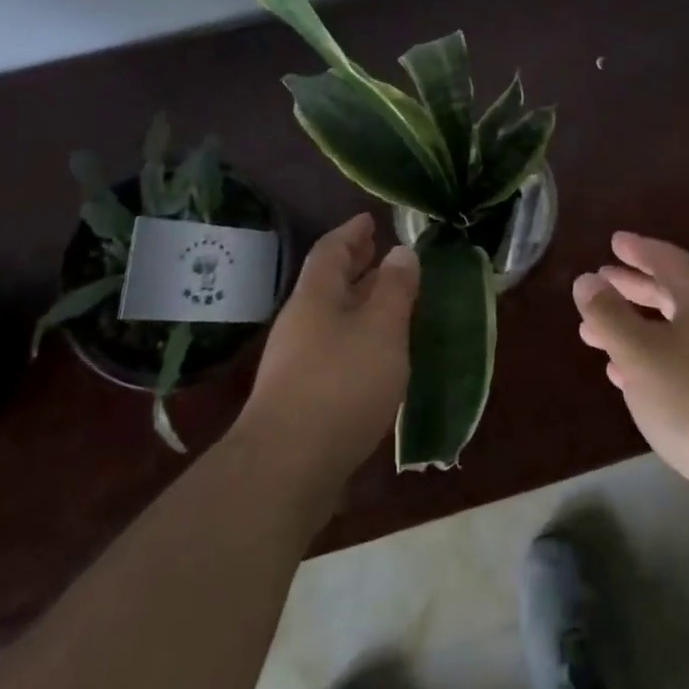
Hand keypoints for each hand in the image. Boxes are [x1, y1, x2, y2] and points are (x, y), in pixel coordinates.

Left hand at [238, 214, 418, 511]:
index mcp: (316, 297)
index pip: (331, 250)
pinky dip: (357, 338)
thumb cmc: (341, 385)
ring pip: (332, 318)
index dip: (352, 231)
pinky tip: (377, 355)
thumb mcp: (381, 329)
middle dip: (356, 265)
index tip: (371, 219)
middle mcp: (301, 323)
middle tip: (382, 252)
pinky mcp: (301, 398)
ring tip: (390, 301)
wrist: (286, 469)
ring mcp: (296, 362)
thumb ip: (395, 289)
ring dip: (359, 303)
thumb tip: (402, 251)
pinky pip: (333, 349)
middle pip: (328, 283)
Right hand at [574, 232, 688, 533]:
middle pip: (670, 294)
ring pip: (671, 331)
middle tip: (601, 280)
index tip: (614, 241)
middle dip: (632, 287)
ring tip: (594, 333)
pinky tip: (624, 376)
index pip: (668, 260)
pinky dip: (648, 359)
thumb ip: (609, 314)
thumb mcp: (640, 352)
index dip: (639, 249)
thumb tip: (586, 279)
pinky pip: (678, 362)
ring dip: (633, 327)